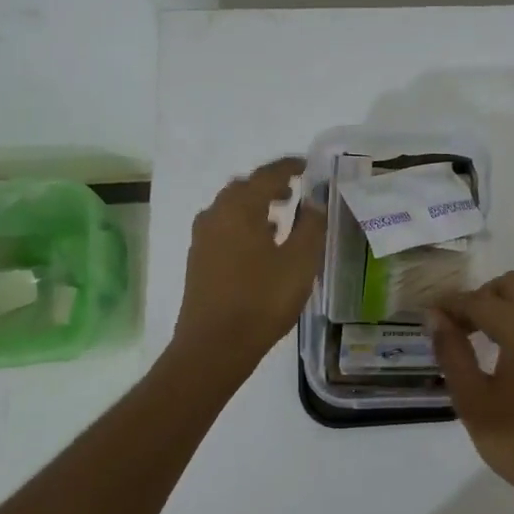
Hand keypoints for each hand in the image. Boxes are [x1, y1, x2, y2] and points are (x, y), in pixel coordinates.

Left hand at [173, 157, 326, 372]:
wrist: (214, 346)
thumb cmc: (262, 300)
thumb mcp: (300, 262)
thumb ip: (311, 226)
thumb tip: (315, 201)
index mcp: (240, 209)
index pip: (267, 175)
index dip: (289, 167)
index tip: (307, 166)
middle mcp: (215, 215)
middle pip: (243, 188)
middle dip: (269, 185)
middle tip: (294, 191)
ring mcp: (202, 239)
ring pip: (230, 209)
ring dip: (254, 206)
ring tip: (281, 218)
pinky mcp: (198, 261)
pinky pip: (223, 228)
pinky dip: (243, 225)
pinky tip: (260, 246)